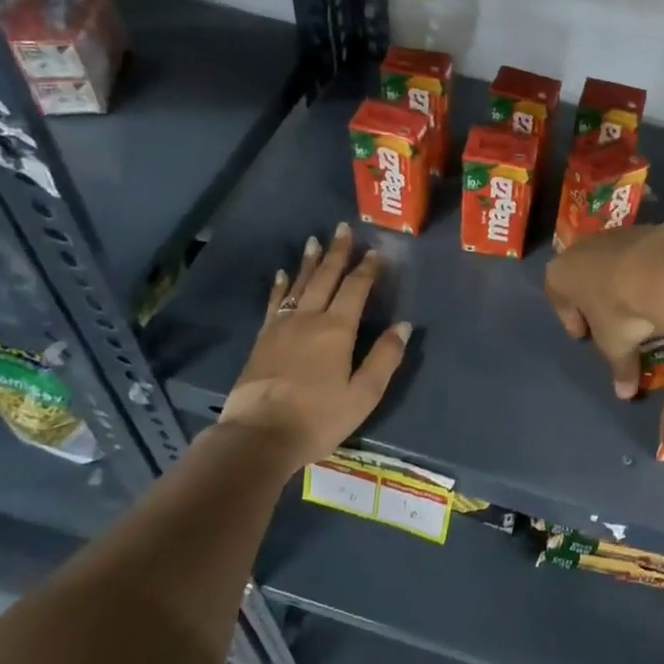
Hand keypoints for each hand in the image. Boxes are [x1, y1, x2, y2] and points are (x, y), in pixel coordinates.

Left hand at [215, 223, 409, 467]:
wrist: (259, 435)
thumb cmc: (318, 417)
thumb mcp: (363, 394)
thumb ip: (385, 357)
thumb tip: (404, 325)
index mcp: (337, 329)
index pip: (355, 289)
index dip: (367, 269)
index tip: (376, 251)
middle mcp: (309, 318)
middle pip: (325, 278)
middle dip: (337, 253)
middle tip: (342, 228)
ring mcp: (282, 326)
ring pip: (299, 285)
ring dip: (309, 262)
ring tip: (315, 241)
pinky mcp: (263, 339)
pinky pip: (274, 303)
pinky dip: (280, 286)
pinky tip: (282, 275)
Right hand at [544, 222, 663, 398]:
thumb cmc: (621, 309)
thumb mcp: (617, 345)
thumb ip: (619, 368)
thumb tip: (624, 395)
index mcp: (561, 274)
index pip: (556, 296)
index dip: (569, 318)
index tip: (583, 335)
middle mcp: (581, 248)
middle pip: (582, 275)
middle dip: (593, 297)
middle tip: (607, 319)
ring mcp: (613, 234)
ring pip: (611, 261)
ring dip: (620, 281)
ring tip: (638, 304)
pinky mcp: (644, 228)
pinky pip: (640, 253)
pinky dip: (646, 269)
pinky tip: (661, 287)